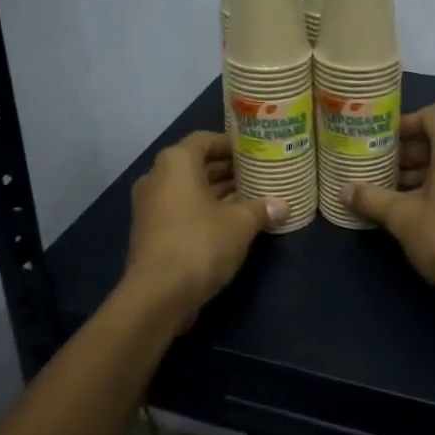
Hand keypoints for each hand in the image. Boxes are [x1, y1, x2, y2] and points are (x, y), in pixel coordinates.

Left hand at [124, 132, 283, 329]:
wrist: (157, 295)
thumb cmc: (199, 244)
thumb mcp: (239, 224)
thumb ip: (261, 209)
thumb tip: (283, 205)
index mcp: (175, 163)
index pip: (205, 139)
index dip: (231, 144)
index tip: (255, 152)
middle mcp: (157, 177)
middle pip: (196, 164)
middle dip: (227, 170)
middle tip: (259, 174)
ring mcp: (151, 206)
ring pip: (189, 189)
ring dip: (218, 192)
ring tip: (252, 197)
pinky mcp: (151, 231)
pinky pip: (182, 209)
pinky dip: (204, 211)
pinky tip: (232, 222)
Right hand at [344, 104, 434, 308]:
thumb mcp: (403, 218)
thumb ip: (372, 198)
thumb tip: (343, 190)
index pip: (432, 114)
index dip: (404, 123)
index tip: (380, 143)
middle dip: (408, 152)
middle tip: (380, 170)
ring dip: (423, 172)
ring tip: (393, 193)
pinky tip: (420, 211)